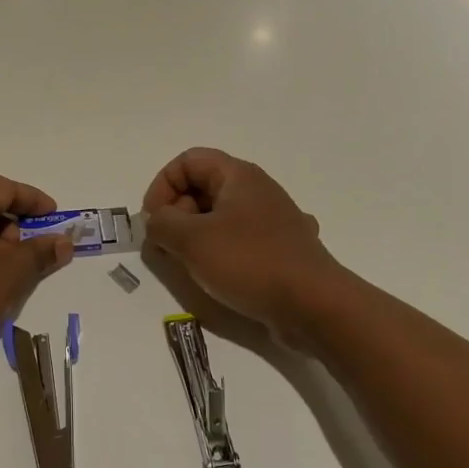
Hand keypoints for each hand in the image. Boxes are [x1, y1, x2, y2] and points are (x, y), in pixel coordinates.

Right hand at [142, 148, 339, 329]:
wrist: (315, 306)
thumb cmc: (250, 263)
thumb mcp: (192, 241)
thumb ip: (162, 224)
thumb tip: (156, 221)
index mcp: (238, 175)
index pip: (187, 161)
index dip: (162, 186)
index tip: (153, 221)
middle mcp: (258, 190)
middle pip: (203, 186)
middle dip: (176, 213)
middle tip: (166, 246)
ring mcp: (273, 220)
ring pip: (221, 216)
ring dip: (196, 235)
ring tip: (188, 264)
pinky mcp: (281, 249)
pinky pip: (240, 240)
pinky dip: (222, 252)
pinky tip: (221, 275)